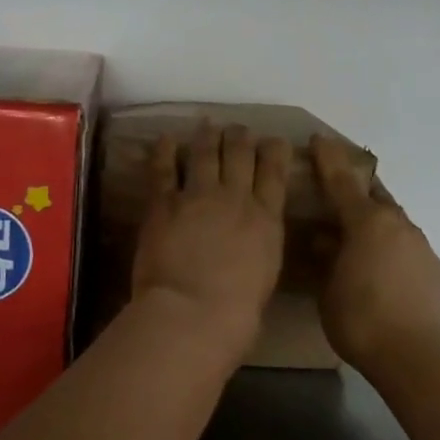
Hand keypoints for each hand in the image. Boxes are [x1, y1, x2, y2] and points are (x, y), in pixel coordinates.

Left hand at [132, 123, 290, 354]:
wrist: (194, 314)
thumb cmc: (237, 313)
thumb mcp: (264, 276)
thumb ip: (260, 250)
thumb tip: (253, 247)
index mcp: (266, 220)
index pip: (274, 173)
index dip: (275, 150)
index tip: (274, 139)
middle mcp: (236, 198)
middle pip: (241, 153)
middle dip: (241, 136)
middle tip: (238, 129)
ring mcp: (199, 196)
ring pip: (206, 152)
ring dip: (208, 135)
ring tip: (208, 124)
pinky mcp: (165, 203)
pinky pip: (164, 169)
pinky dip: (164, 151)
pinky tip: (166, 139)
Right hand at [311, 136, 439, 371]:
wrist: (418, 355)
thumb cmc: (361, 319)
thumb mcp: (328, 289)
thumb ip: (326, 258)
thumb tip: (325, 239)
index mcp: (367, 222)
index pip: (342, 181)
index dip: (328, 159)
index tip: (319, 139)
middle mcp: (397, 224)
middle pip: (374, 196)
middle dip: (356, 190)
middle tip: (336, 193)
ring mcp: (419, 244)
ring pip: (391, 220)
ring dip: (373, 221)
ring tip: (355, 238)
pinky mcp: (432, 267)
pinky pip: (403, 243)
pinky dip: (388, 245)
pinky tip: (378, 266)